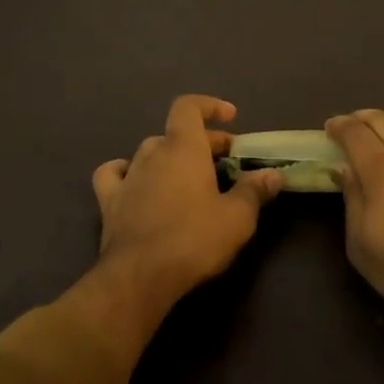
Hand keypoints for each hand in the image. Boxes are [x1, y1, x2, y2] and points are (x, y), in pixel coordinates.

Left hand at [91, 95, 284, 324]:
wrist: (139, 278)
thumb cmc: (193, 240)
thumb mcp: (237, 218)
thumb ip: (255, 191)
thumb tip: (274, 175)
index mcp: (183, 148)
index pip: (189, 107)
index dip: (209, 106)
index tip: (231, 118)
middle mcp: (153, 153)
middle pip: (177, 134)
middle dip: (203, 142)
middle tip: (226, 164)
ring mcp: (128, 176)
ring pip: (149, 152)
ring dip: (170, 157)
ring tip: (189, 177)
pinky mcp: (109, 202)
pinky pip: (114, 174)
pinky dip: (126, 172)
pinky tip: (136, 184)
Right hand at [326, 110, 383, 328]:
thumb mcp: (361, 243)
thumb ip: (351, 197)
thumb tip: (342, 167)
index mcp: (381, 168)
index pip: (354, 132)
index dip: (339, 126)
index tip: (330, 128)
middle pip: (382, 120)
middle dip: (362, 119)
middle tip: (351, 127)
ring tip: (381, 131)